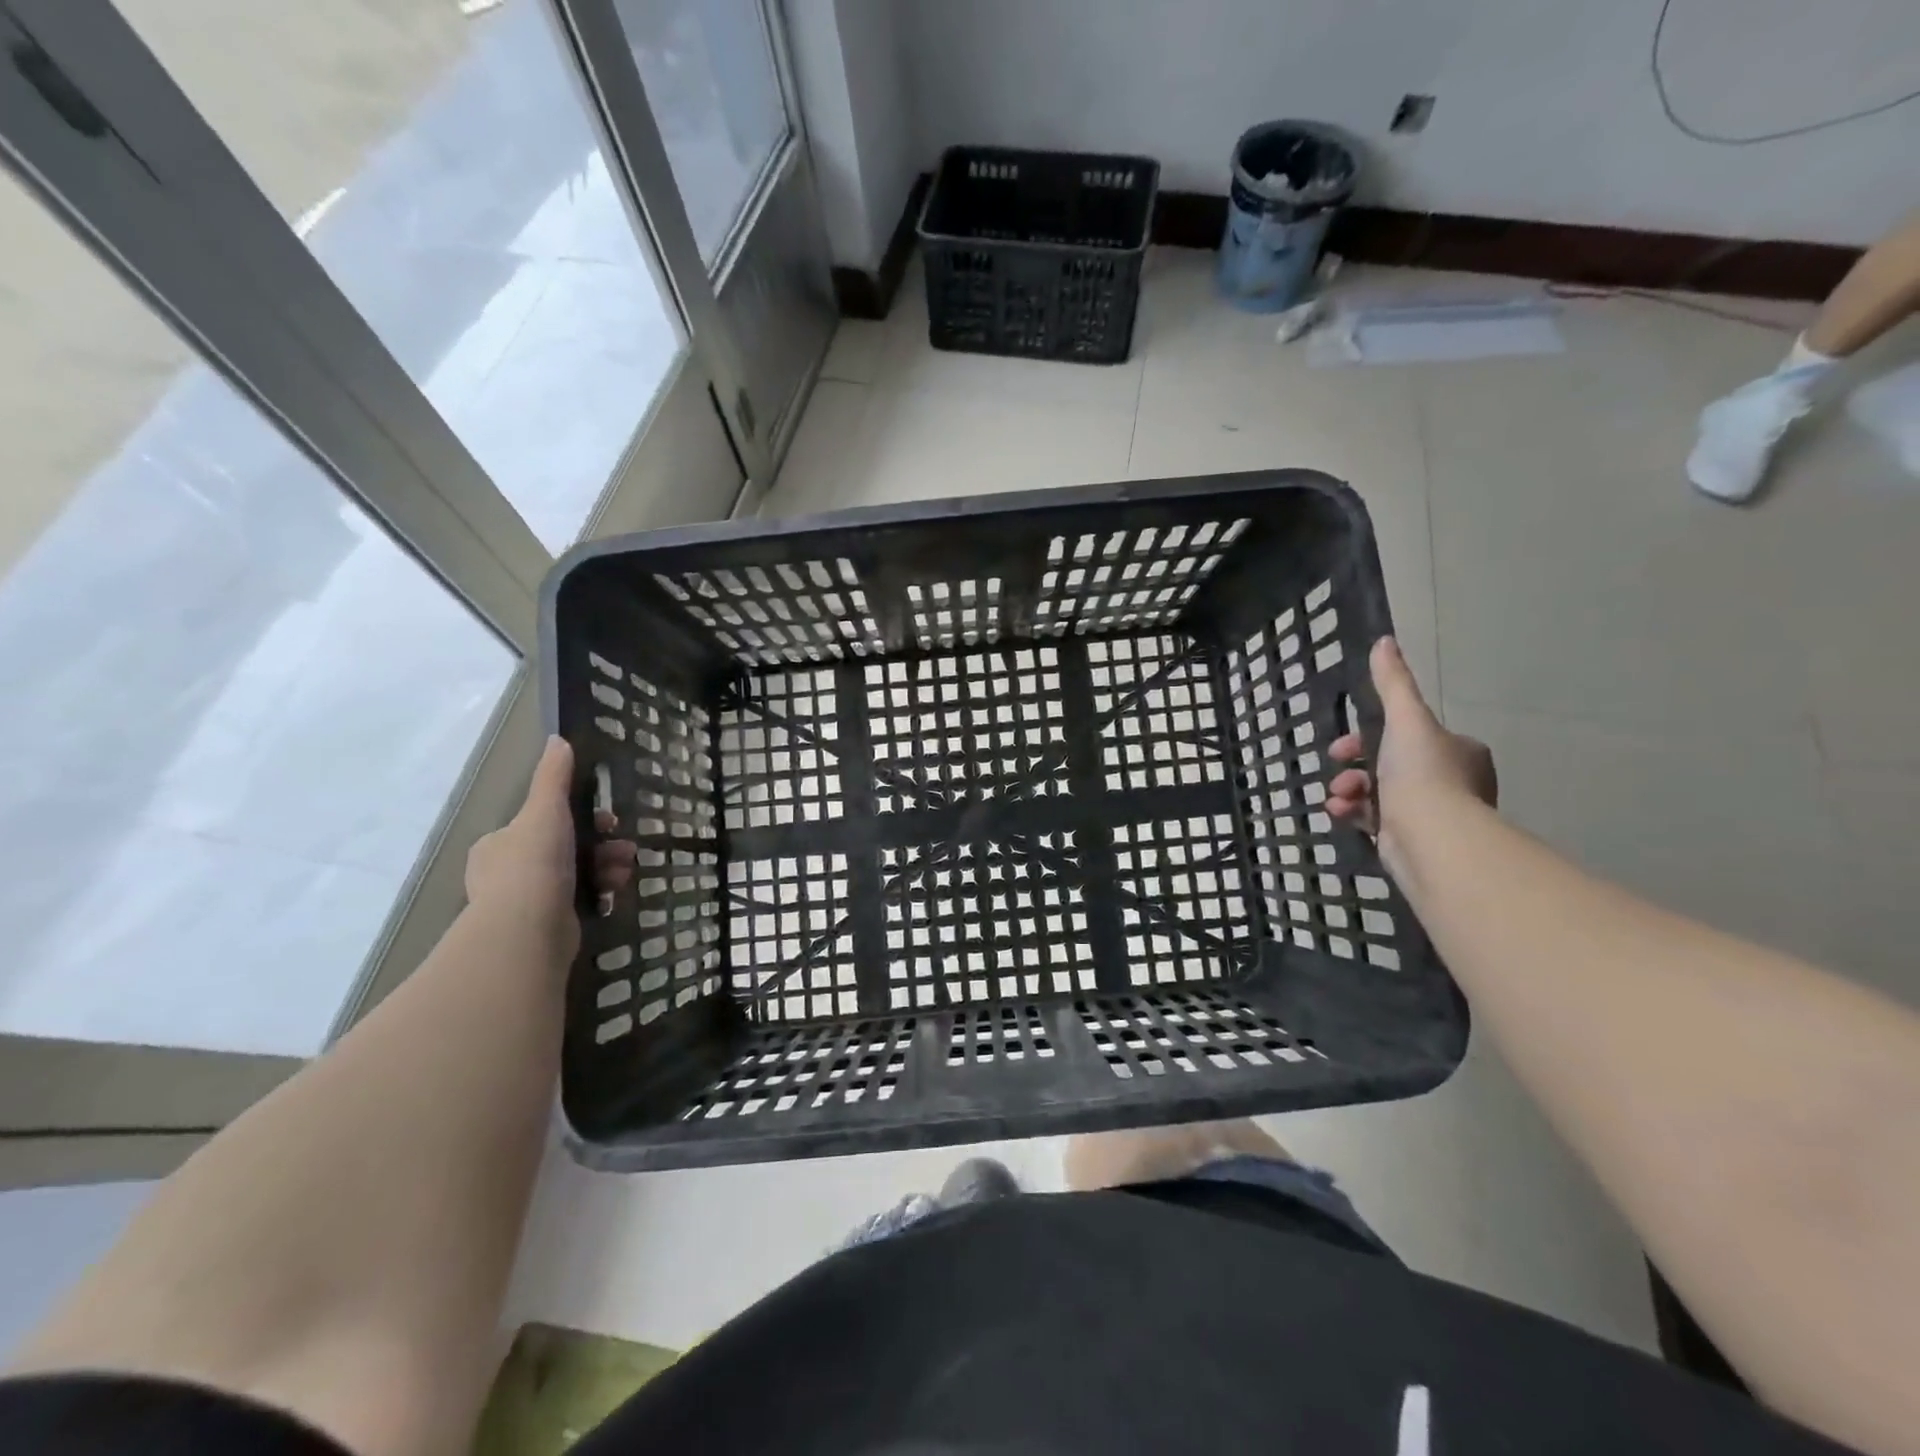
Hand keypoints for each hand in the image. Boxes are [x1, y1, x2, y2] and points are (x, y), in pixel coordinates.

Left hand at [464, 736, 635, 960]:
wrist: (529, 929)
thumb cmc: (534, 863)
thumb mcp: (545, 810)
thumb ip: (553, 777)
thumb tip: (559, 739)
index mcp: (499, 844)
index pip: (542, 822)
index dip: (579, 817)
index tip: (607, 819)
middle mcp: (508, 872)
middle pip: (566, 847)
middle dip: (601, 844)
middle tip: (625, 845)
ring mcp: (528, 901)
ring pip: (578, 873)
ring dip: (607, 866)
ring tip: (626, 869)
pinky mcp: (549, 925)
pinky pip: (581, 899)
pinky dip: (601, 891)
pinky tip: (616, 890)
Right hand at [1327, 638, 1496, 865]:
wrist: (1432, 838)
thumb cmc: (1422, 774)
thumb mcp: (1406, 719)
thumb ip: (1393, 683)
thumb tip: (1384, 641)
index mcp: (1458, 751)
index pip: (1408, 735)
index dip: (1369, 736)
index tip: (1344, 744)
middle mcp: (1451, 781)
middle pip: (1389, 764)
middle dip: (1355, 765)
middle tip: (1338, 767)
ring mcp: (1432, 814)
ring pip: (1378, 792)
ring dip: (1349, 789)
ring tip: (1337, 796)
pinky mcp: (1411, 840)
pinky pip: (1375, 819)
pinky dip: (1353, 813)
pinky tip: (1339, 813)